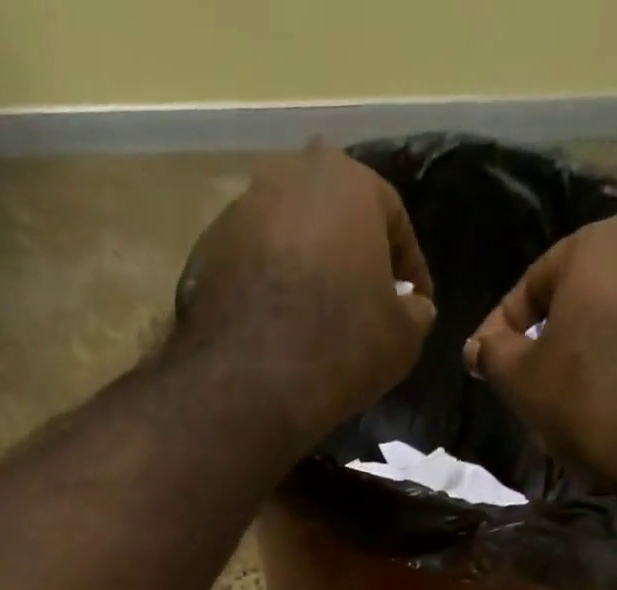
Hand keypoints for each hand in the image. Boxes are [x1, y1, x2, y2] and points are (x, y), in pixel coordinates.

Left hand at [176, 141, 436, 440]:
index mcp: (345, 180)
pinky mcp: (200, 258)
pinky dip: (264, 296)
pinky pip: (248, 274)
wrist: (247, 383)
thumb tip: (412, 308)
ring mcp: (235, 216)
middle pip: (331, 222)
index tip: (414, 308)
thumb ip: (415, 312)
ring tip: (313, 325)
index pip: (393, 221)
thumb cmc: (339, 346)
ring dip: (303, 275)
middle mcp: (284, 179)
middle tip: (361, 309)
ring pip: (285, 243)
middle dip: (350, 261)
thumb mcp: (402, 338)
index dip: (409, 270)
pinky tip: (273, 336)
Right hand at [463, 215, 616, 493]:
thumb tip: (477, 347)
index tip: (481, 366)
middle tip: (520, 375)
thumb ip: (492, 353)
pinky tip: (600, 387)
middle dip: (544, 331)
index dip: (498, 329)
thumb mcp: (520, 377)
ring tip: (559, 386)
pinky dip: (615, 350)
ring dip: (581, 342)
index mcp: (596, 241)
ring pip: (609, 309)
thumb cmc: (586, 391)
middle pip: (574, 291)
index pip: (529, 284)